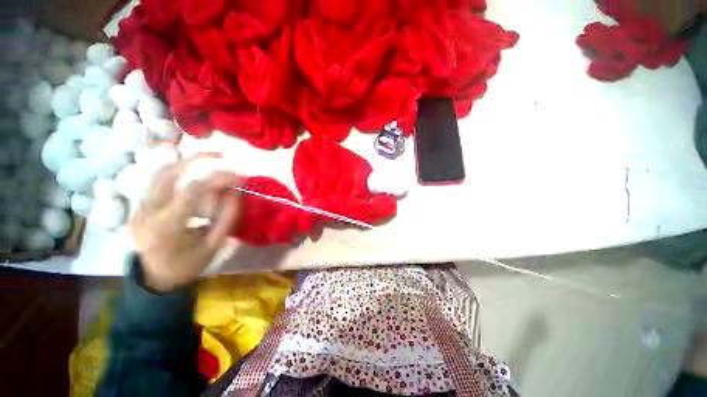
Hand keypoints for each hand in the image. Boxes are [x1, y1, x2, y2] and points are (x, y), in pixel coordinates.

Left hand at [129, 157, 242, 292]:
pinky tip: (195, 180)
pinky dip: (180, 175)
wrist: (155, 280)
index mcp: (166, 227)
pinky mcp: (139, 207)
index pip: (192, 192)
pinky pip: (159, 183)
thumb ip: (227, 217)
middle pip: (167, 173)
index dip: (217, 179)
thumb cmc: (187, 265)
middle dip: (196, 158)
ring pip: (159, 173)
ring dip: (187, 163)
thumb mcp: (213, 245)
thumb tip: (236, 191)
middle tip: (222, 155)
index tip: (239, 176)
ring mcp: (138, 208)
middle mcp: (147, 212)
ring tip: (211, 161)